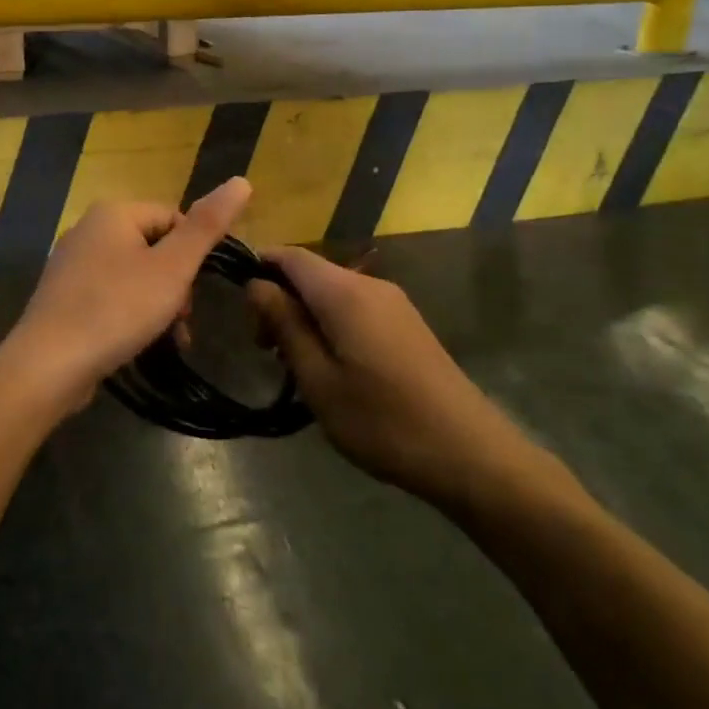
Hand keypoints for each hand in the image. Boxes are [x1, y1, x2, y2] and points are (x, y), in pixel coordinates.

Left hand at [3, 177, 252, 406]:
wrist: (48, 365)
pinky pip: (110, 296)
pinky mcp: (64, 297)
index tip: (197, 289)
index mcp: (113, 212)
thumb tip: (242, 180)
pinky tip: (138, 344)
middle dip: (176, 283)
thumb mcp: (173, 268)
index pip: (173, 217)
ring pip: (134, 275)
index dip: (193, 253)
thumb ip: (207, 226)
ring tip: (167, 337)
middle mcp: (88, 229)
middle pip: (154, 247)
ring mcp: (72, 264)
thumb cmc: (116, 309)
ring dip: (158, 304)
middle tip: (181, 318)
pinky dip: (130, 315)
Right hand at [246, 247, 535, 507]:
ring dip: (304, 317)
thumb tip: (256, 285)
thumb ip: (285, 325)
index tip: (239, 308)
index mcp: (344, 292)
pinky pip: (355, 309)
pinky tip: (330, 368)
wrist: (469, 452)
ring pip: (332, 293)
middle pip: (311, 273)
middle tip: (265, 350)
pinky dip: (330, 325)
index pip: (290, 255)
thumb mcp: (318, 379)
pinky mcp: (406, 324)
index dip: (259, 268)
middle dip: (280, 301)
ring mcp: (393, 303)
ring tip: (293, 365)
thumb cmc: (382, 420)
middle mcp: (370, 285)